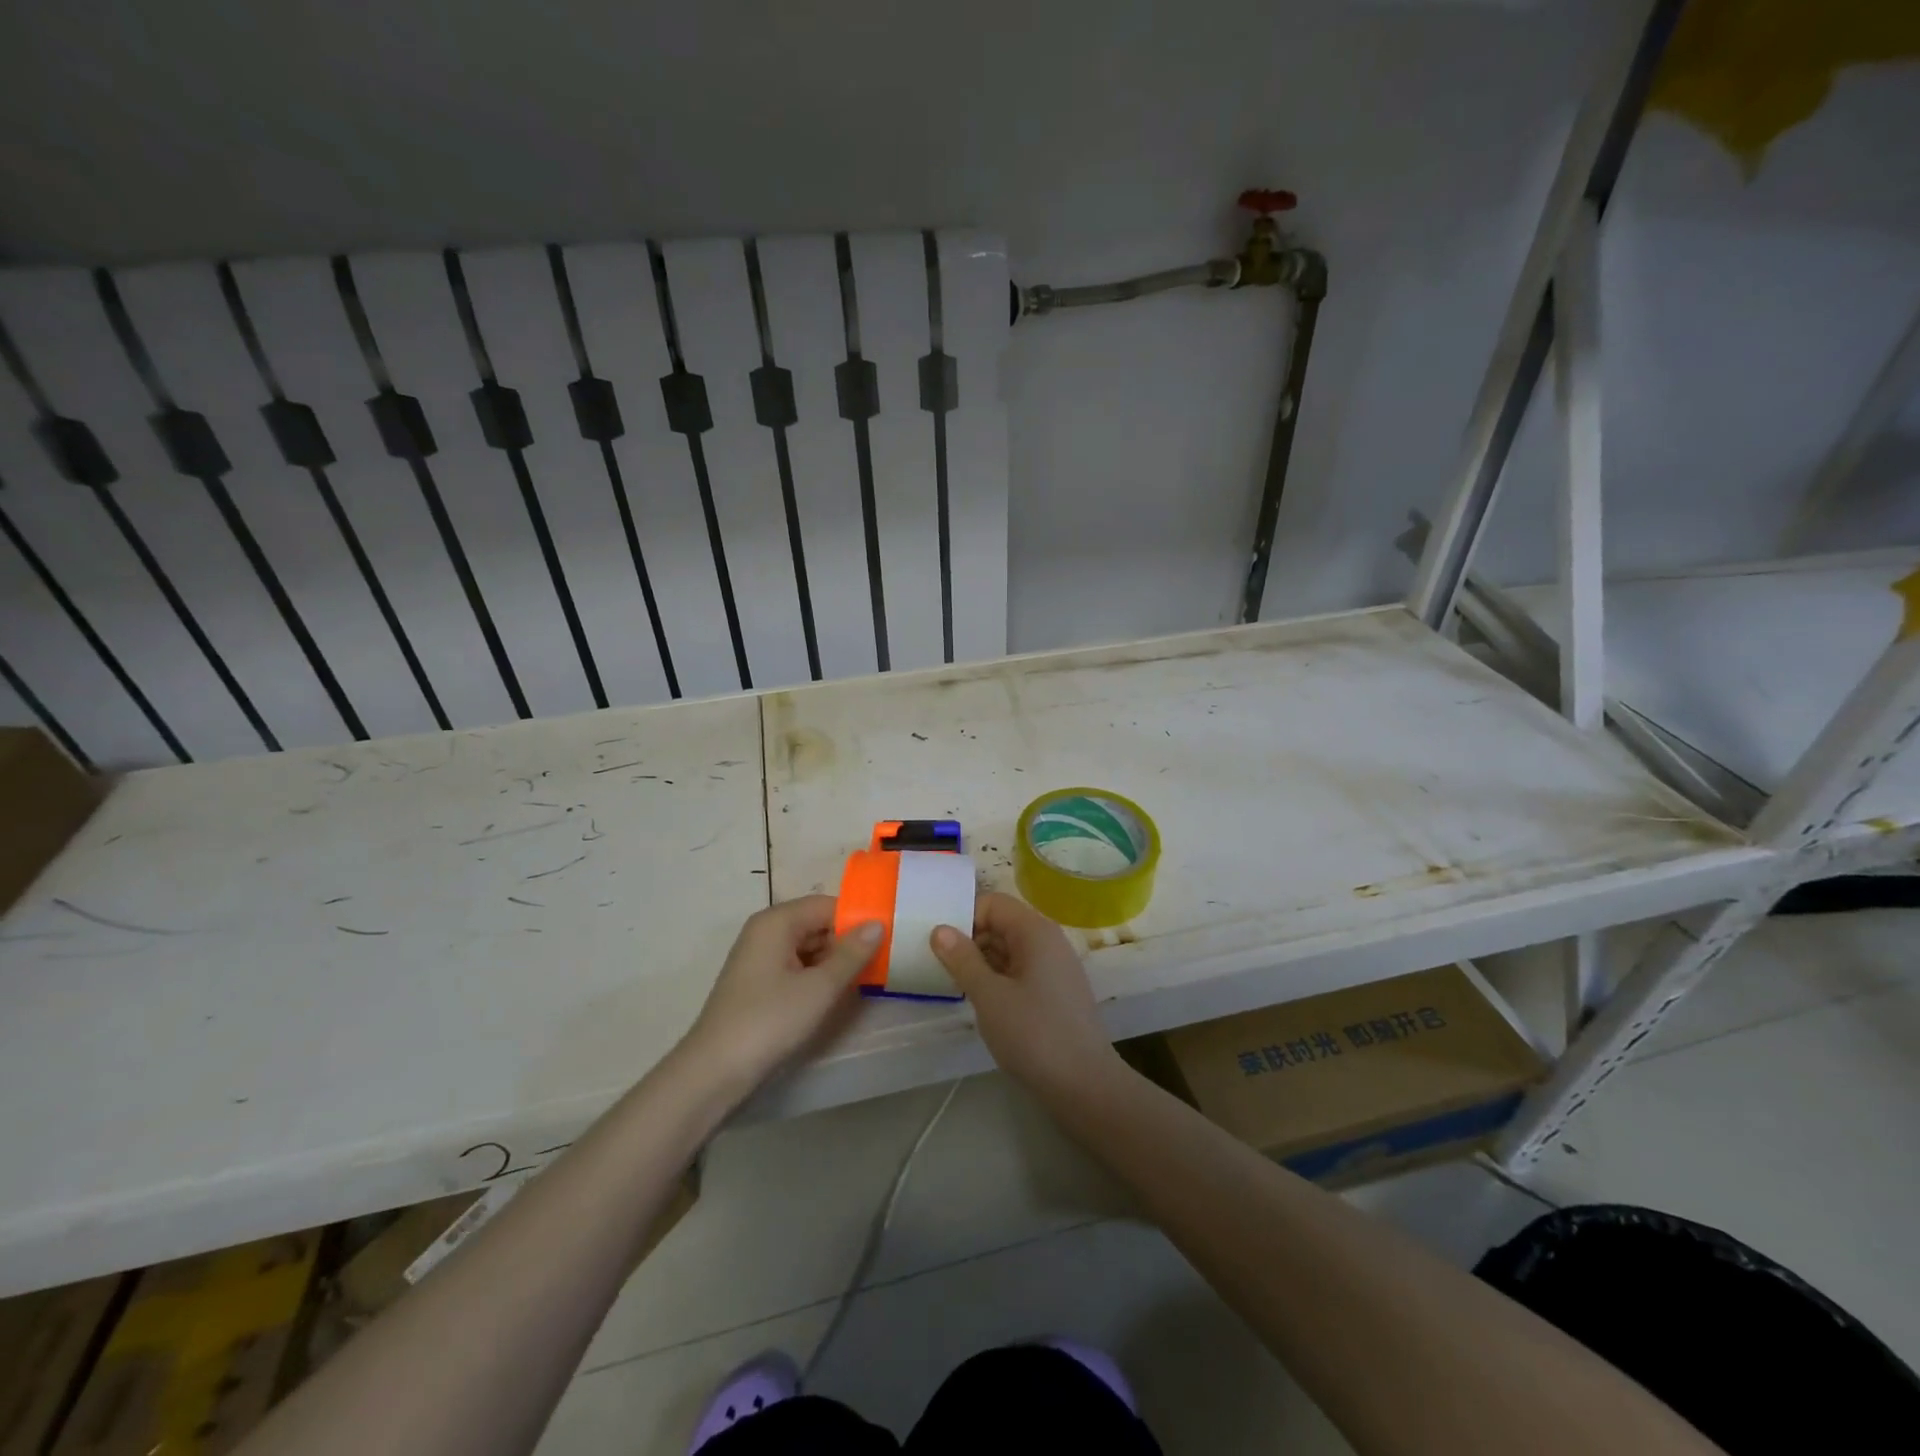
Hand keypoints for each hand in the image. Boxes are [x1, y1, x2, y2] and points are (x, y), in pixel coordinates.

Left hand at [681, 897, 881, 1097]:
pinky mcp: (758, 982)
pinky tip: (835, 994)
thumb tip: (877, 924)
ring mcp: (759, 957)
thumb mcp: (819, 988)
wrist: (714, 1072)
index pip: (827, 905)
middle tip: (883, 961)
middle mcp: (766, 931)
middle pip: (817, 924)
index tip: (888, 936)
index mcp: (777, 922)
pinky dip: (817, 976)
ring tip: (866, 978)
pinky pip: (796, 966)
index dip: (857, 918)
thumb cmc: (769, 1021)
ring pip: (808, 947)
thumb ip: (852, 954)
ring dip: (834, 961)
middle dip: (847, 941)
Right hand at [930, 892, 1120, 1094]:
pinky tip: (981, 1002)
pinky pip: (1020, 971)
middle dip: (970, 940)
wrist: (1086, 1086)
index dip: (964, 918)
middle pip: (1001, 923)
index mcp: (1035, 931)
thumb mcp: (989, 996)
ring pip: (1009, 949)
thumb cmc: (1034, 1034)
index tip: (938, 945)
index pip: (993, 903)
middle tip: (939, 966)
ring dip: (982, 962)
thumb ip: (963, 959)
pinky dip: (998, 979)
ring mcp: (1055, 968)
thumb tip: (940, 929)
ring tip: (954, 985)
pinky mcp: (1056, 993)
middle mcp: (1048, 941)